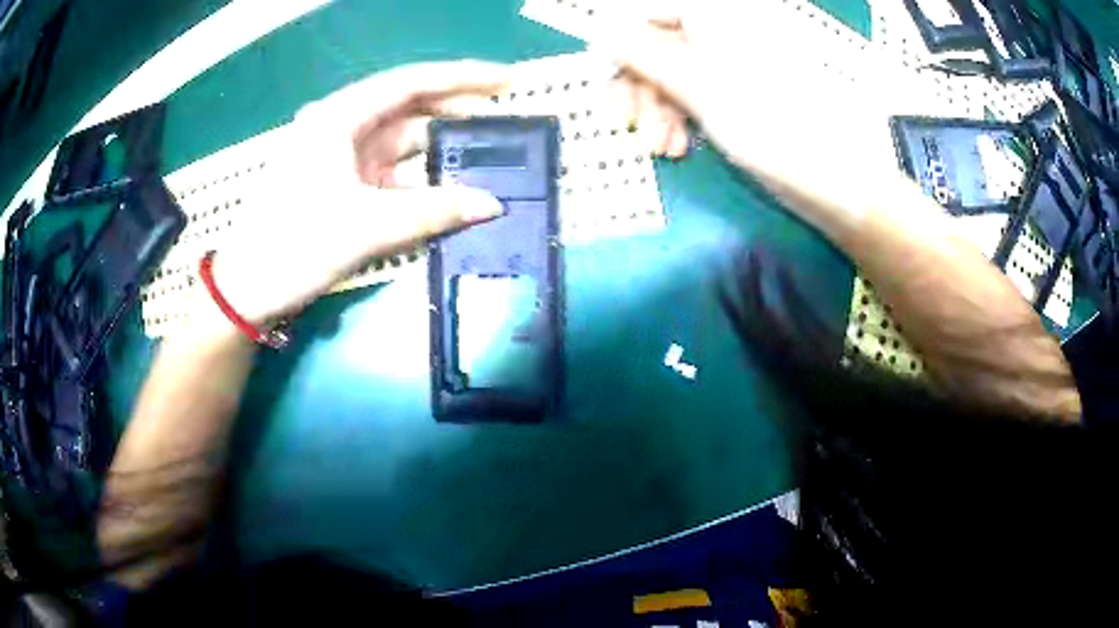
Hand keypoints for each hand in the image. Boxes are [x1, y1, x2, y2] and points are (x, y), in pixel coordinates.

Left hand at [207, 61, 509, 326]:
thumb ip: (432, 212)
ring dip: (440, 153)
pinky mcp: (341, 186)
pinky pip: (391, 175)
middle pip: (409, 109)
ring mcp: (340, 158)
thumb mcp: (365, 227)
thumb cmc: (293, 246)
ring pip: (402, 144)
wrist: (246, 292)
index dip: (462, 78)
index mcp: (339, 118)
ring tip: (487, 159)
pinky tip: (450, 195)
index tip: (507, 81)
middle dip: (456, 114)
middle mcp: (341, 128)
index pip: (410, 83)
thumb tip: (492, 206)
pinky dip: (420, 184)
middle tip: (505, 121)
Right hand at [602, 1, 875, 175]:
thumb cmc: (772, 126)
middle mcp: (722, 27)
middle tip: (629, 125)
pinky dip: (679, 117)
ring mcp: (732, 59)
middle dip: (638, 85)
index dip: (617, 47)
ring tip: (663, 148)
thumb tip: (599, 30)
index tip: (604, 85)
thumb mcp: (698, 86)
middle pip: (655, 43)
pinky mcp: (741, 90)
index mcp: (715, 12)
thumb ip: (642, 52)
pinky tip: (679, 147)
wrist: (838, 179)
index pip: (643, 12)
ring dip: (657, 109)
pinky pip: (694, 91)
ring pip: (672, 71)